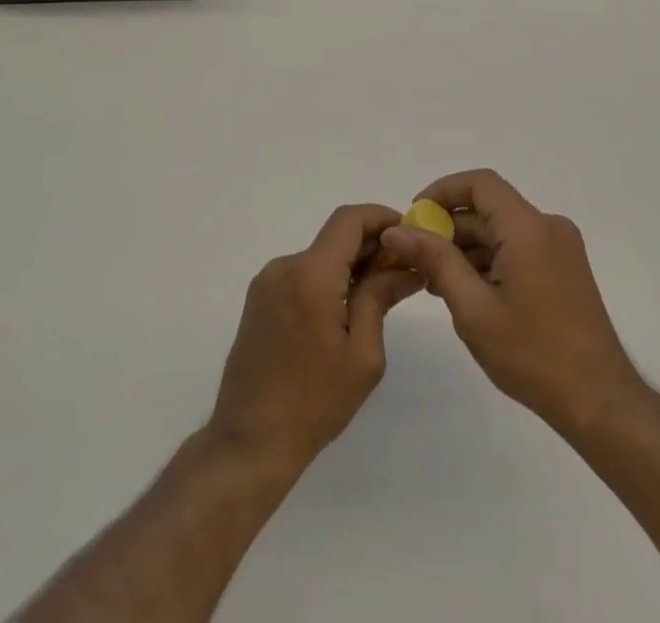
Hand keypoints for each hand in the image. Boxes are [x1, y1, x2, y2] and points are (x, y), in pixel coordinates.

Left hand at [207, 204, 423, 482]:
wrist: (250, 442)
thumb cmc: (314, 403)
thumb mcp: (363, 355)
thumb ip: (380, 298)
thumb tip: (406, 267)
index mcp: (311, 274)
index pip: (349, 219)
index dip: (382, 217)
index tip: (409, 234)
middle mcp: (285, 266)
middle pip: (335, 237)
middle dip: (372, 246)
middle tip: (404, 270)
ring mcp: (268, 281)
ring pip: (319, 256)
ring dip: (350, 265)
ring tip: (380, 294)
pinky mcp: (260, 299)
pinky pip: (302, 274)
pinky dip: (328, 280)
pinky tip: (346, 310)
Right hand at [379, 170, 643, 436]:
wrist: (600, 403)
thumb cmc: (533, 355)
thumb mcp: (473, 309)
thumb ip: (435, 261)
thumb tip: (397, 232)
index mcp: (528, 228)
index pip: (480, 183)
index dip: (442, 192)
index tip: (414, 218)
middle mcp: (548, 226)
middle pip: (489, 208)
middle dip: (449, 228)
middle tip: (416, 259)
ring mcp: (560, 247)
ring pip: (502, 230)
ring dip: (467, 248)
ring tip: (436, 283)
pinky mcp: (564, 268)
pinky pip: (518, 247)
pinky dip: (490, 260)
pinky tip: (468, 292)